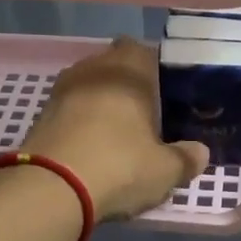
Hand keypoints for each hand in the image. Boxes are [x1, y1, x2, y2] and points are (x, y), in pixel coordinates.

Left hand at [21, 38, 208, 220]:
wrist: (51, 189)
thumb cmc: (120, 167)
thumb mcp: (166, 171)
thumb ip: (187, 158)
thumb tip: (200, 153)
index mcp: (129, 70)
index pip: (146, 51)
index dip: (158, 71)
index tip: (169, 96)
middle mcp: (93, 69)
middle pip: (115, 67)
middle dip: (129, 87)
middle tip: (148, 117)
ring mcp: (61, 91)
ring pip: (90, 88)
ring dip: (103, 105)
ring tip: (120, 136)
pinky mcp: (41, 116)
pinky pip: (70, 111)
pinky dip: (82, 124)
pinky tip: (93, 150)